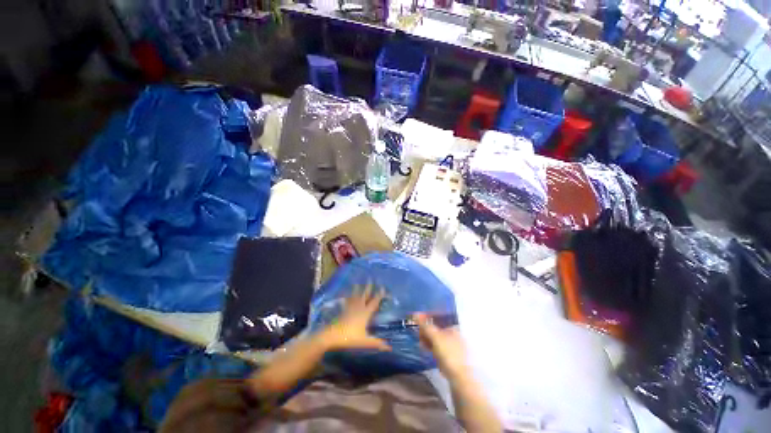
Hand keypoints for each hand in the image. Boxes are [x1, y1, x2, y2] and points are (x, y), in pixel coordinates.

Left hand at [319, 284, 390, 351]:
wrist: (332, 335)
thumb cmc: (349, 337)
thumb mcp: (364, 341)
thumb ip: (377, 343)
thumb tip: (389, 347)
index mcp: (365, 313)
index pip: (374, 302)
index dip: (379, 295)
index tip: (383, 287)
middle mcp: (358, 307)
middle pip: (364, 295)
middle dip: (368, 287)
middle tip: (370, 278)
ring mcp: (350, 307)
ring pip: (355, 296)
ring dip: (357, 289)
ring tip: (358, 282)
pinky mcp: (343, 310)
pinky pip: (346, 300)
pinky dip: (347, 296)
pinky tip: (345, 293)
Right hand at [414, 313, 469, 379]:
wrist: (460, 379)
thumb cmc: (449, 354)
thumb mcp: (435, 337)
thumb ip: (425, 326)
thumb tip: (415, 314)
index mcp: (454, 328)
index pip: (439, 318)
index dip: (428, 317)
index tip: (418, 319)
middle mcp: (455, 335)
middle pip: (438, 328)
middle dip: (427, 329)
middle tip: (416, 330)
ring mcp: (454, 347)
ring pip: (438, 339)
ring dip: (428, 338)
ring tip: (419, 340)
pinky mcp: (451, 358)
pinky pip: (439, 348)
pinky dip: (432, 347)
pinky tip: (425, 349)